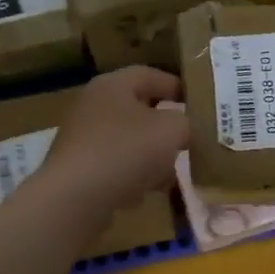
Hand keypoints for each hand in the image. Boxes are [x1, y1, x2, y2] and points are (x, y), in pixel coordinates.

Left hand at [34, 67, 188, 217]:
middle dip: (166, 126)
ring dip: (152, 155)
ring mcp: (83, 138)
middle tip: (189, 139)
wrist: (75, 198)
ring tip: (172, 172)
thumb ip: (186, 123)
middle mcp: (94, 106)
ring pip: (129, 141)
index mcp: (113, 85)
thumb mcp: (171, 130)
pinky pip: (115, 165)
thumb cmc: (125, 151)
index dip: (178, 87)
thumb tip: (185, 128)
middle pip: (139, 110)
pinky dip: (134, 175)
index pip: (150, 75)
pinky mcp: (79, 168)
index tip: (200, 104)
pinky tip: (148, 191)